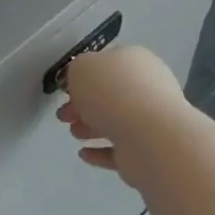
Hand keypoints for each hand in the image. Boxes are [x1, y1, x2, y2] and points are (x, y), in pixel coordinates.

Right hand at [56, 46, 188, 170]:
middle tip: (64, 115)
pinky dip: (101, 151)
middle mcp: (147, 87)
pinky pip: (120, 148)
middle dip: (83, 105)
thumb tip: (81, 84)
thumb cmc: (113, 92)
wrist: (149, 137)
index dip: (84, 75)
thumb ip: (76, 71)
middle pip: (109, 94)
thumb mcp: (81, 68)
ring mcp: (150, 120)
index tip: (66, 90)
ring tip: (74, 134)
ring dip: (91, 127)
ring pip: (115, 121)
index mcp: (134, 60)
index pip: (107, 63)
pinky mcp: (148, 150)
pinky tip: (84, 154)